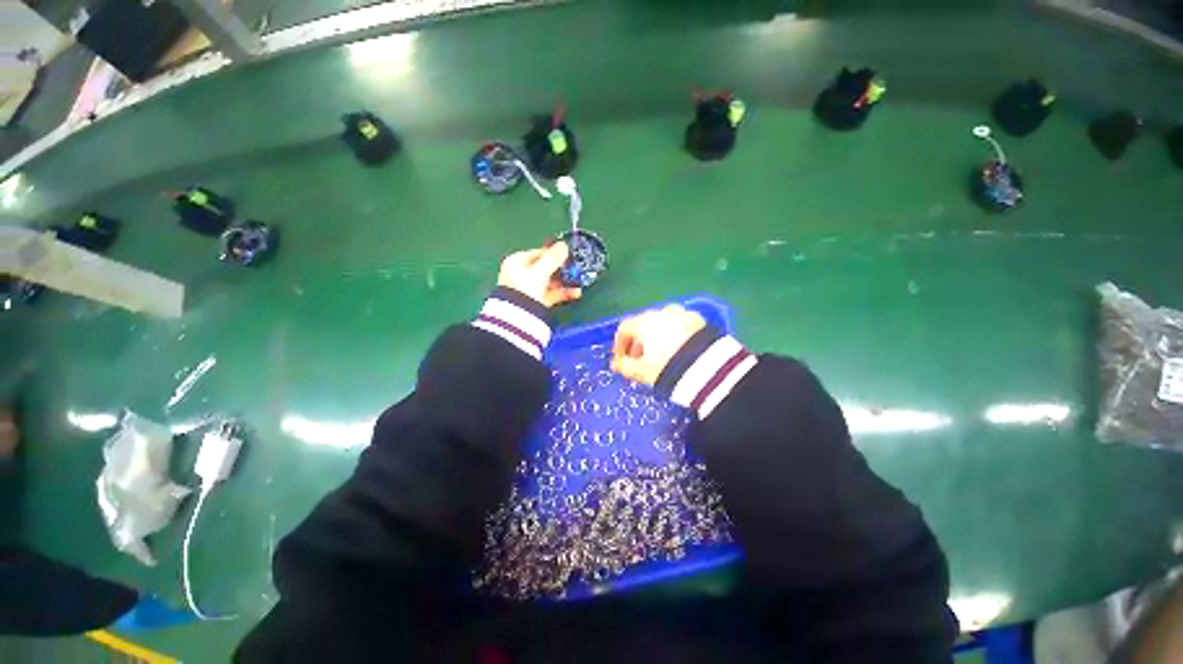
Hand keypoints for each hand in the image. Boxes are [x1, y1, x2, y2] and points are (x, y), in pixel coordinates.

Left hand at [497, 242, 581, 307]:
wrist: (517, 319)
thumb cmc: (525, 290)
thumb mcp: (540, 272)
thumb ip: (553, 258)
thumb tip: (563, 245)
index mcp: (516, 262)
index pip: (538, 253)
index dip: (554, 254)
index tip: (568, 256)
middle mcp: (520, 274)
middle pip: (545, 268)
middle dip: (562, 270)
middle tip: (575, 270)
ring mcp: (528, 289)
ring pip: (549, 282)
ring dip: (565, 282)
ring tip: (579, 283)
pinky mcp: (535, 302)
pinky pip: (551, 294)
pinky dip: (563, 293)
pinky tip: (575, 293)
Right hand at [611, 305, 705, 384]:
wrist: (708, 366)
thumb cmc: (667, 368)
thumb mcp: (642, 372)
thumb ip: (625, 366)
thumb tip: (617, 364)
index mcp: (644, 322)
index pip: (624, 329)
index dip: (619, 345)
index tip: (621, 360)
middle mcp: (660, 312)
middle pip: (642, 324)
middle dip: (638, 342)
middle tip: (639, 360)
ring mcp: (681, 313)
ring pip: (661, 323)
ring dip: (656, 337)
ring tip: (659, 356)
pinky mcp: (698, 319)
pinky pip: (679, 325)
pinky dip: (673, 335)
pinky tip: (678, 349)